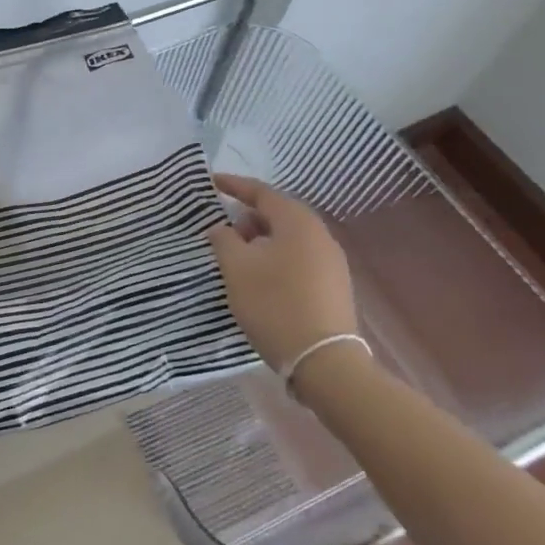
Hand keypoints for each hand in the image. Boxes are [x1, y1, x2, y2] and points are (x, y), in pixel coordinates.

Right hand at [205, 174, 357, 373]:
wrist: (323, 360)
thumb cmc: (274, 304)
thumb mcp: (237, 268)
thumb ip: (224, 239)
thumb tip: (221, 227)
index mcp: (298, 223)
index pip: (262, 193)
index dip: (234, 186)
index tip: (211, 183)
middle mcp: (320, 235)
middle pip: (279, 214)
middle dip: (248, 217)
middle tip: (222, 228)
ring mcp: (331, 262)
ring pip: (289, 238)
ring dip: (261, 240)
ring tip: (237, 256)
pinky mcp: (333, 286)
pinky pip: (298, 258)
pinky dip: (275, 258)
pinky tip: (259, 277)